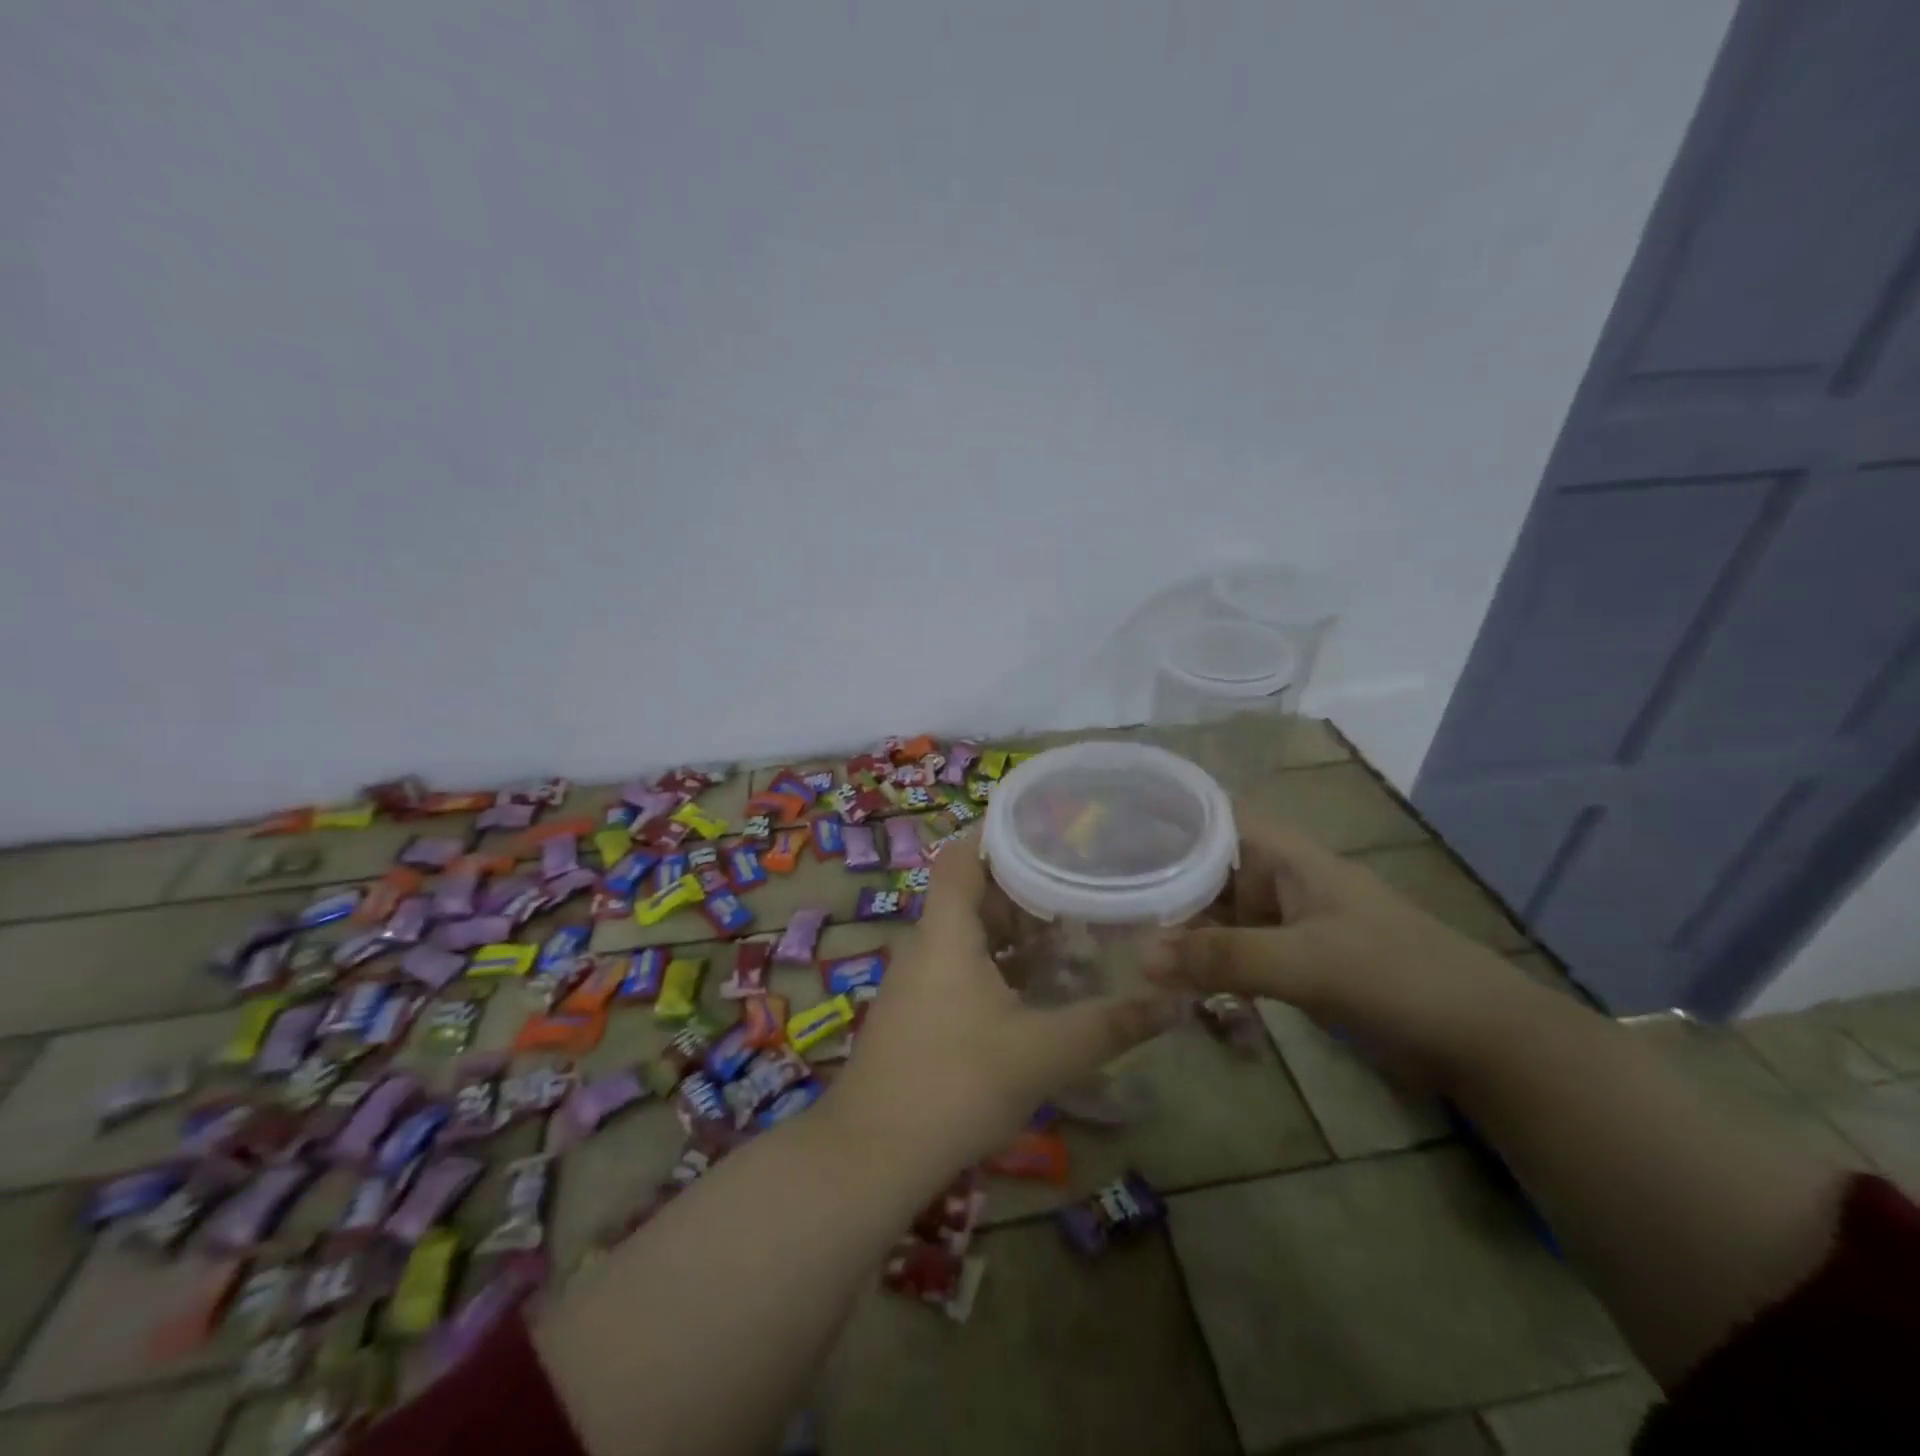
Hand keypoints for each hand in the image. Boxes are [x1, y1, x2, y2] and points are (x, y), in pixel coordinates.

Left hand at [825, 841, 1184, 1168]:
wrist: (872, 1155)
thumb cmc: (956, 1084)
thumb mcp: (1043, 1053)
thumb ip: (1109, 1026)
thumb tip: (1173, 1003)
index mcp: (947, 931)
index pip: (963, 856)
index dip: (998, 833)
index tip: (1048, 827)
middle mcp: (927, 944)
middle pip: (972, 892)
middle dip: (1023, 886)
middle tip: (1078, 882)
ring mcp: (918, 980)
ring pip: (968, 933)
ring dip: (1013, 930)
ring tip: (1070, 929)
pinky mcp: (919, 1012)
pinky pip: (961, 966)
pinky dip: (998, 963)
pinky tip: (1036, 987)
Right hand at [1144, 817, 1526, 1087]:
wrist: (1481, 1042)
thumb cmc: (1397, 976)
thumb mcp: (1306, 962)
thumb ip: (1224, 957)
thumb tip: (1139, 955)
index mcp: (1288, 857)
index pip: (1218, 817)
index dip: (1171, 814)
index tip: (1115, 826)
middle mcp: (1282, 882)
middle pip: (1210, 868)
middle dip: (1162, 879)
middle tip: (1102, 891)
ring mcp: (1288, 926)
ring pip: (1220, 916)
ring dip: (1181, 928)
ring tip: (1119, 935)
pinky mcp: (1294, 965)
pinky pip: (1237, 955)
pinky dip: (1207, 964)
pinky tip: (1170, 979)